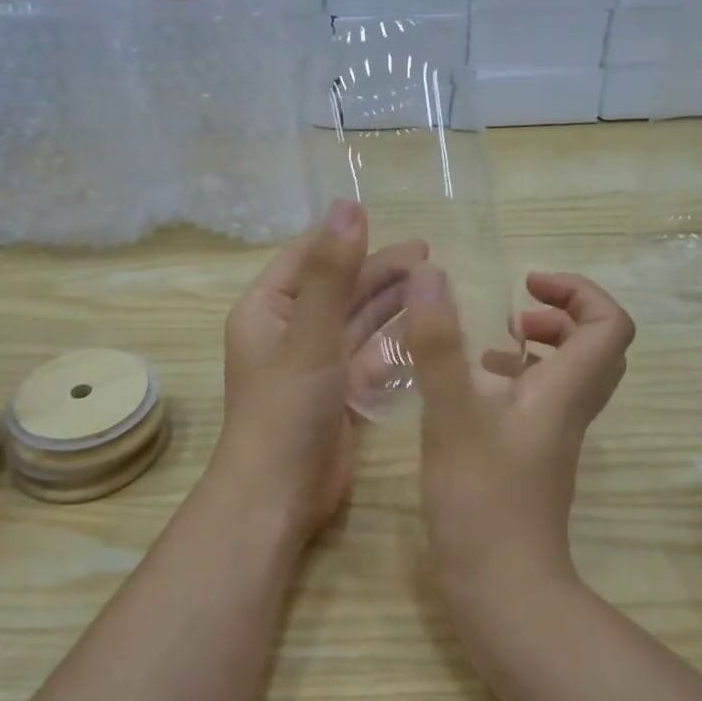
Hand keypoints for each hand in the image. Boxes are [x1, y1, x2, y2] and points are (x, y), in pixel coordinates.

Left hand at [209, 200, 427, 542]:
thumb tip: (350, 206)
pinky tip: (425, 329)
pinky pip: (369, 357)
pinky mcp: (339, 393)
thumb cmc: (286, 408)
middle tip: (428, 256)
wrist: (280, 494)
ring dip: (391, 304)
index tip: (386, 219)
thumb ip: (333, 273)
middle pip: (339, 289)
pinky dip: (393, 343)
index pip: (307, 258)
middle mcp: (290, 332)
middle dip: (379, 271)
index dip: (343, 237)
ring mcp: (315, 365)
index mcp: (267, 310)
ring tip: (434, 284)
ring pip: (357, 323)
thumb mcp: (310, 334)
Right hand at [405, 267, 635, 599]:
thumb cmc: (480, 497)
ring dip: (538, 350)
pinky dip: (516, 383)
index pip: (610, 325)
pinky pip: (540, 404)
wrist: (501, 583)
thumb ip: (439, 344)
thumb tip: (431, 275)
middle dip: (561, 317)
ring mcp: (552, 439)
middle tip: (514, 317)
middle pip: (597, 348)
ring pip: (567, 378)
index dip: (579, 292)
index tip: (527, 287)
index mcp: (565, 391)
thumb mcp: (452, 413)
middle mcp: (569, 410)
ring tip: (488, 350)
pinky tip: (470, 394)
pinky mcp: (532, 460)